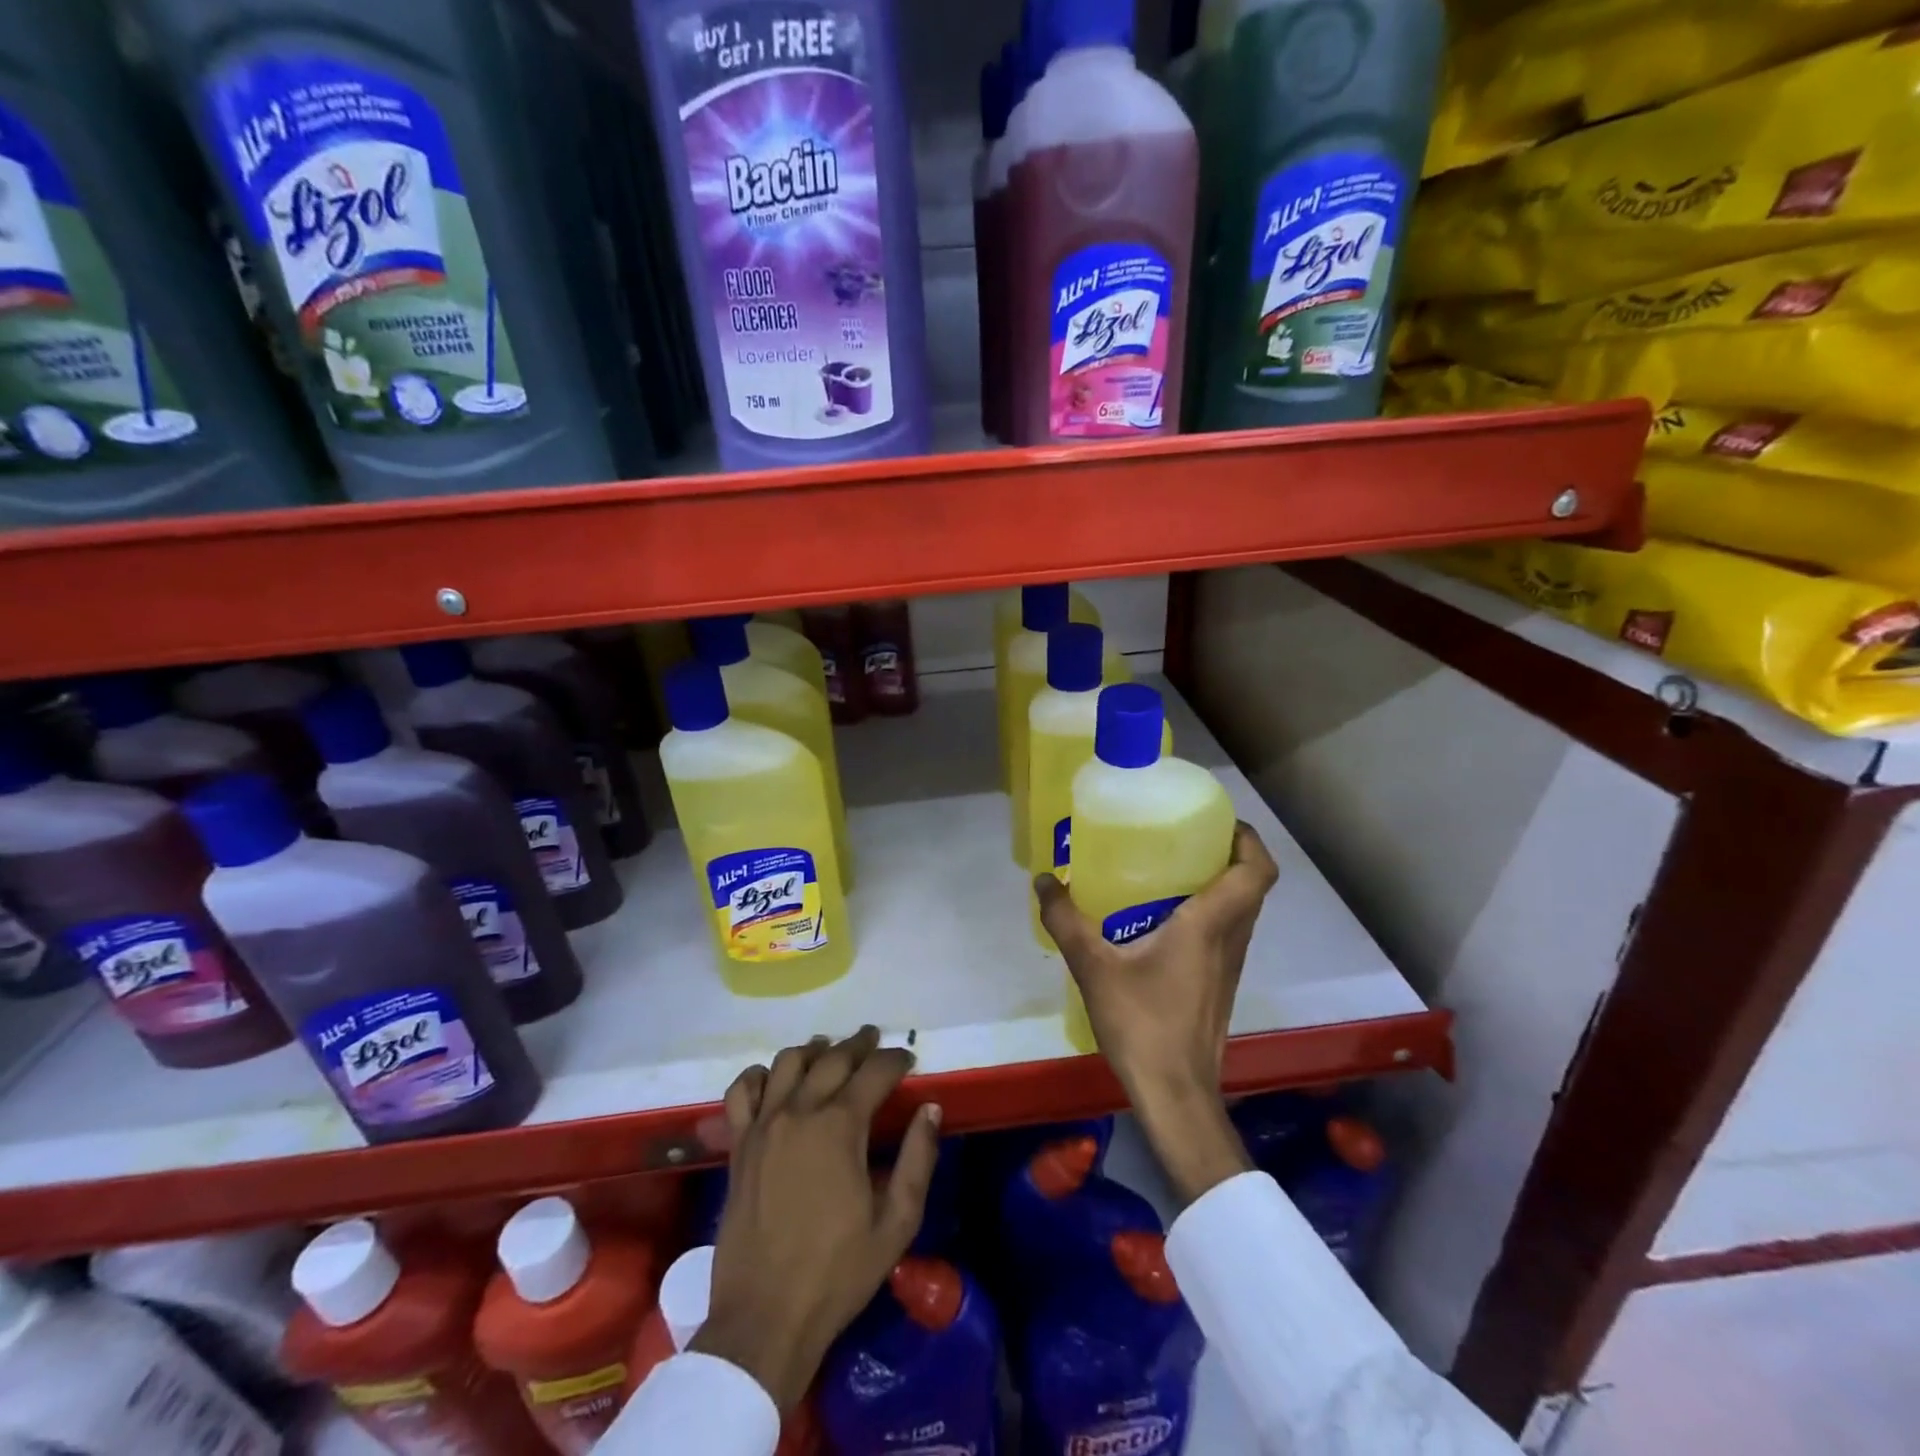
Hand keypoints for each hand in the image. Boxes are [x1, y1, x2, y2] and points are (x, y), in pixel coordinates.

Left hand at [691, 1026, 942, 1410]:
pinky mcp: (738, 1146)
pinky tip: (774, 1080)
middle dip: (859, 1044)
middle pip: (832, 1058)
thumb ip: (918, 1160)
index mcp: (840, 1127)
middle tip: (875, 1041)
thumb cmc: (837, 1273)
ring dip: (814, 1050)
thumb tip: (930, 1110)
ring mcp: (763, 1126)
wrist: (765, 1319)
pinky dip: (759, 1075)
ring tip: (829, 1051)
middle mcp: (799, 1112)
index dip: (895, 1060)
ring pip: (788, 1062)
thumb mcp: (896, 1224)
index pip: (874, 1072)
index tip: (908, 1059)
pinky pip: (742, 1091)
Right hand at [1035, 822, 1278, 1204]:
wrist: (1175, 1094)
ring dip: (1221, 884)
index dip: (1247, 839)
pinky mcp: (1220, 985)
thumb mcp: (1094, 967)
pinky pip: (1226, 933)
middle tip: (1186, 837)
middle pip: (1252, 886)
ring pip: (1242, 911)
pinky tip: (1163, 920)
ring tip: (1172, 869)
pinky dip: (1210, 914)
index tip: (1218, 820)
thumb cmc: (1142, 1024)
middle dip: (1228, 854)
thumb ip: (1066, 921)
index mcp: (1210, 925)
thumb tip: (1044, 880)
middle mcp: (1231, 940)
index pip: (1256, 871)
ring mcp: (1230, 966)